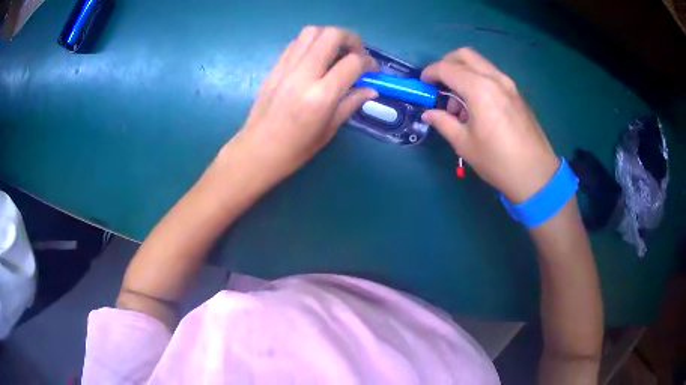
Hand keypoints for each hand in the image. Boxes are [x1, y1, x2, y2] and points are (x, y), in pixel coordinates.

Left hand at [226, 26, 377, 183]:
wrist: (257, 152)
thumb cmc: (296, 149)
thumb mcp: (329, 129)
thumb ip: (351, 103)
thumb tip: (371, 90)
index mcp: (321, 96)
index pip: (353, 62)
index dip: (369, 63)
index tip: (373, 71)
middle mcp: (303, 75)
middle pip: (332, 35)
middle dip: (351, 39)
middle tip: (356, 54)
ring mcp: (286, 68)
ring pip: (312, 32)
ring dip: (329, 37)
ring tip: (336, 53)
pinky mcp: (275, 68)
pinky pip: (296, 43)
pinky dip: (311, 44)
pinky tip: (316, 59)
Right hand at [421, 48, 558, 202]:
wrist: (537, 175)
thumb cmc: (498, 162)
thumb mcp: (464, 144)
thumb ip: (443, 122)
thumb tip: (429, 114)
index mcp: (480, 89)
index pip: (447, 68)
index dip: (430, 73)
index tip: (423, 85)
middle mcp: (495, 79)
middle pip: (465, 55)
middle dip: (447, 64)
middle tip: (439, 84)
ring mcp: (509, 84)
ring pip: (480, 64)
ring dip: (463, 73)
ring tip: (459, 103)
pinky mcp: (517, 93)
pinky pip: (491, 75)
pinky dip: (478, 80)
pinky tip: (476, 106)